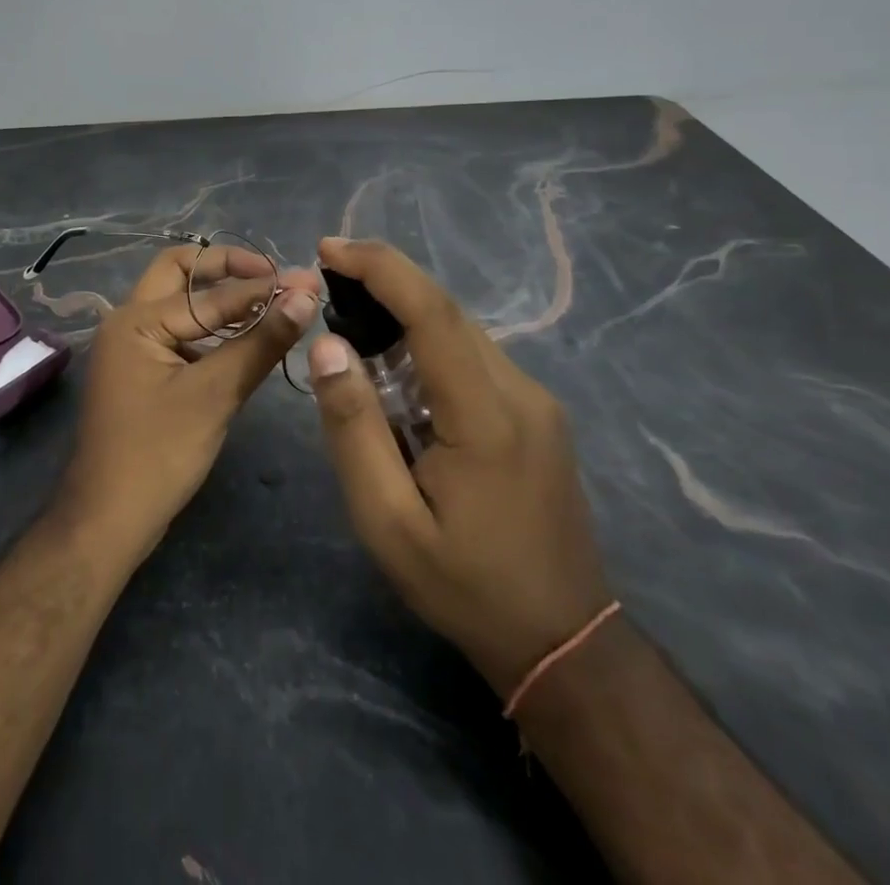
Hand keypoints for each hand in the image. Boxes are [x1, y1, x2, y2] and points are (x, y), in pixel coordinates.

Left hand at [56, 244, 319, 564]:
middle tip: (272, 277)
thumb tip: (305, 295)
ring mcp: (130, 348)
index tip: (307, 282)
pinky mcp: (140, 373)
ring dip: (218, 299)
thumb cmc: (158, 454)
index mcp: (136, 320)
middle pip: (178, 274)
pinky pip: (177, 335)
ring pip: (177, 304)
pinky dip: (209, 330)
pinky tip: (241, 342)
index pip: (209, 294)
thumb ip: (260, 342)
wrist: (107, 521)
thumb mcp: (215, 395)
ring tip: (267, 304)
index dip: (261, 289)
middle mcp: (126, 322)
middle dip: (225, 269)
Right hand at [306, 237, 613, 693]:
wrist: (563, 641)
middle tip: (327, 276)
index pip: (433, 313)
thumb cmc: (465, 585)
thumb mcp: (387, 521)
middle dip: (385, 281)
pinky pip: (473, 355)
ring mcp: (536, 401)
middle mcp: (521, 392)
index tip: (328, 248)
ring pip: (462, 330)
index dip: (380, 268)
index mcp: (487, 416)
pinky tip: (395, 364)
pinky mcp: (536, 413)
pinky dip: (428, 340)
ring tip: (349, 315)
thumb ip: (354, 429)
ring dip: (405, 311)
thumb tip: (328, 346)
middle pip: (448, 311)